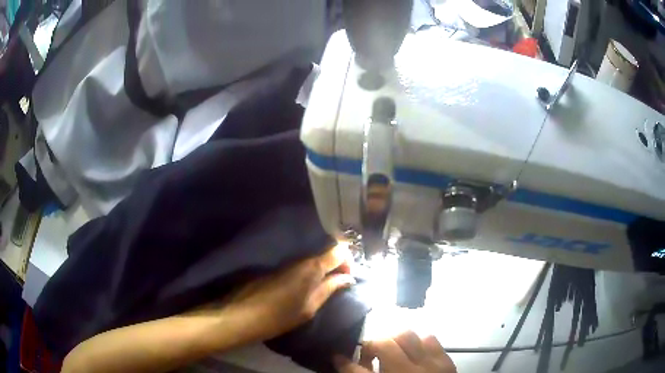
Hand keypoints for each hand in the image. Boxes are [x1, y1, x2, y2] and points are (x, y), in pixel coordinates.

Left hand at [221, 244, 355, 342]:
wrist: (244, 314)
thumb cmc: (281, 315)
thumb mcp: (311, 306)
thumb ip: (330, 289)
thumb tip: (348, 278)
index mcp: (313, 266)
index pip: (339, 250)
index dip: (348, 261)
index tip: (348, 278)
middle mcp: (301, 259)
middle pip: (326, 252)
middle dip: (337, 265)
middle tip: (339, 284)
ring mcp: (288, 263)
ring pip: (314, 259)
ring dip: (323, 270)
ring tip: (326, 287)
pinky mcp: (279, 269)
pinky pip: (301, 265)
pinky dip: (310, 273)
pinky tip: (308, 287)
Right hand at [335, 331, 456, 372]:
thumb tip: (342, 361)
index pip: (358, 372)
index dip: (345, 363)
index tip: (337, 357)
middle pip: (385, 344)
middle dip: (372, 346)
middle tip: (370, 356)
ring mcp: (432, 365)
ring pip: (407, 335)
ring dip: (395, 341)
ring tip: (392, 351)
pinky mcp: (447, 361)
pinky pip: (429, 338)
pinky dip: (418, 341)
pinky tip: (414, 352)